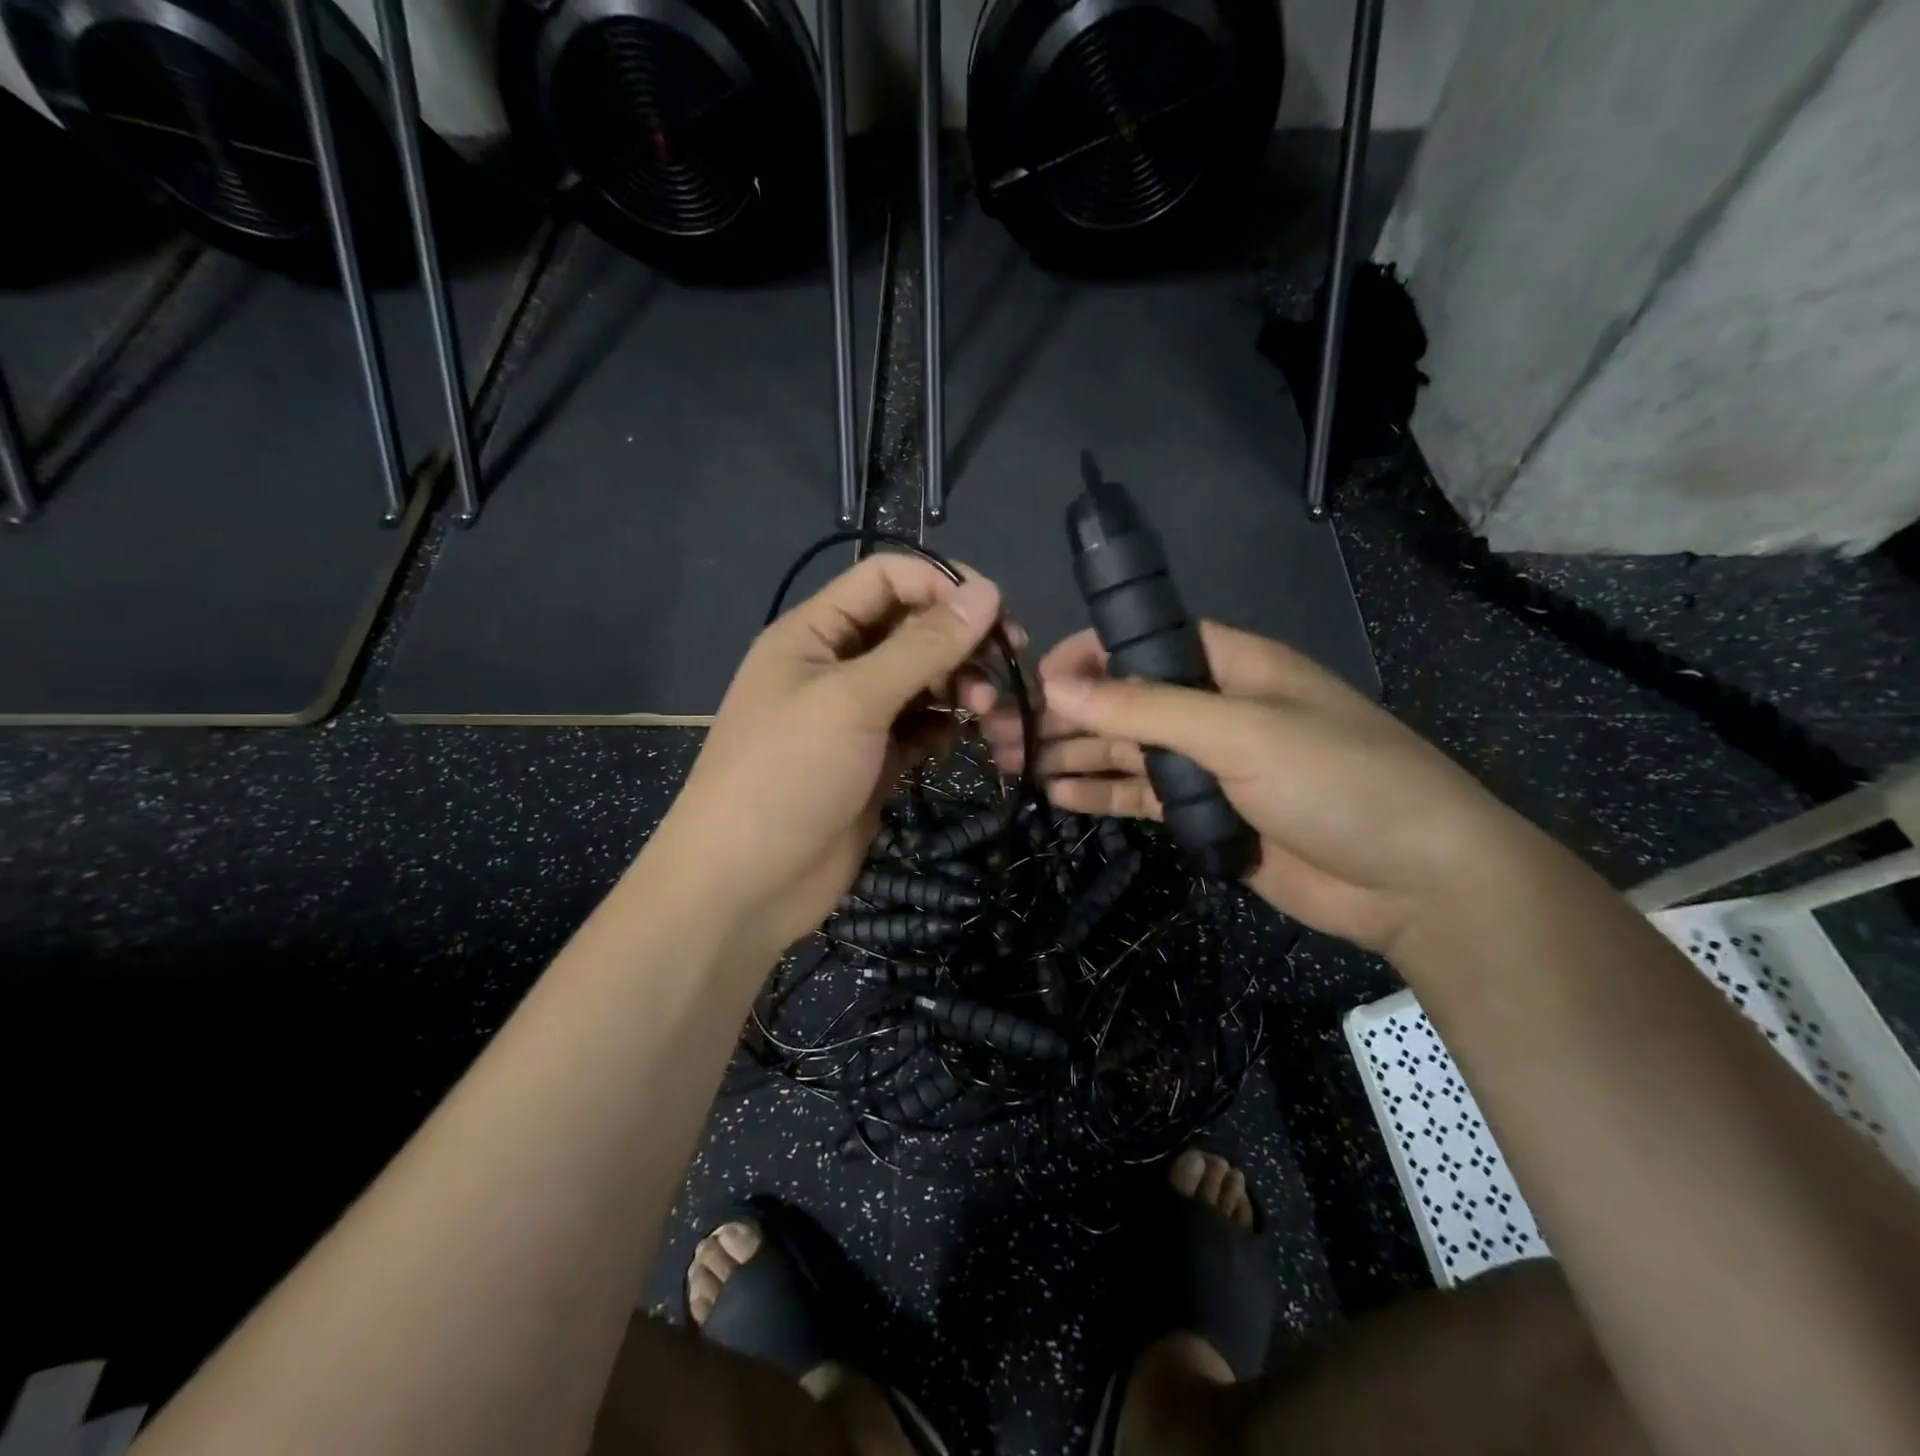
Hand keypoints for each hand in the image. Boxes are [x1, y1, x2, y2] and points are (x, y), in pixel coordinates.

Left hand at [647, 555, 1003, 954]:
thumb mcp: (854, 700)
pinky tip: (969, 737)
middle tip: (1010, 664)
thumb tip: (987, 592)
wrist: (745, 884)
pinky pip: (920, 728)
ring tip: (993, 709)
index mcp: (815, 633)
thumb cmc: (789, 774)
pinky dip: (948, 727)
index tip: (996, 611)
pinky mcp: (874, 762)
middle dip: (961, 642)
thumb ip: (922, 646)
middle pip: (911, 630)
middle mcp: (836, 667)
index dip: (941, 584)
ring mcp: (856, 718)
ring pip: (922, 682)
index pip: (886, 579)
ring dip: (962, 687)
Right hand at [971, 622, 1536, 953]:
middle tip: (999, 732)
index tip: (1036, 677)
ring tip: (1010, 764)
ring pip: (1123, 751)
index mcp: (1230, 665)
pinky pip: (1139, 796)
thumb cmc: (1338, 781)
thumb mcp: (1241, 731)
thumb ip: (1147, 707)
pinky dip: (1099, 795)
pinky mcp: (1202, 813)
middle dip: (1063, 713)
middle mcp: (1212, 707)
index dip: (1087, 654)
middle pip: (1122, 700)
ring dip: (1070, 754)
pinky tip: (1054, 796)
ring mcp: (1206, 763)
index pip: (1143, 642)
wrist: (1414, 881)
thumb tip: (1060, 682)